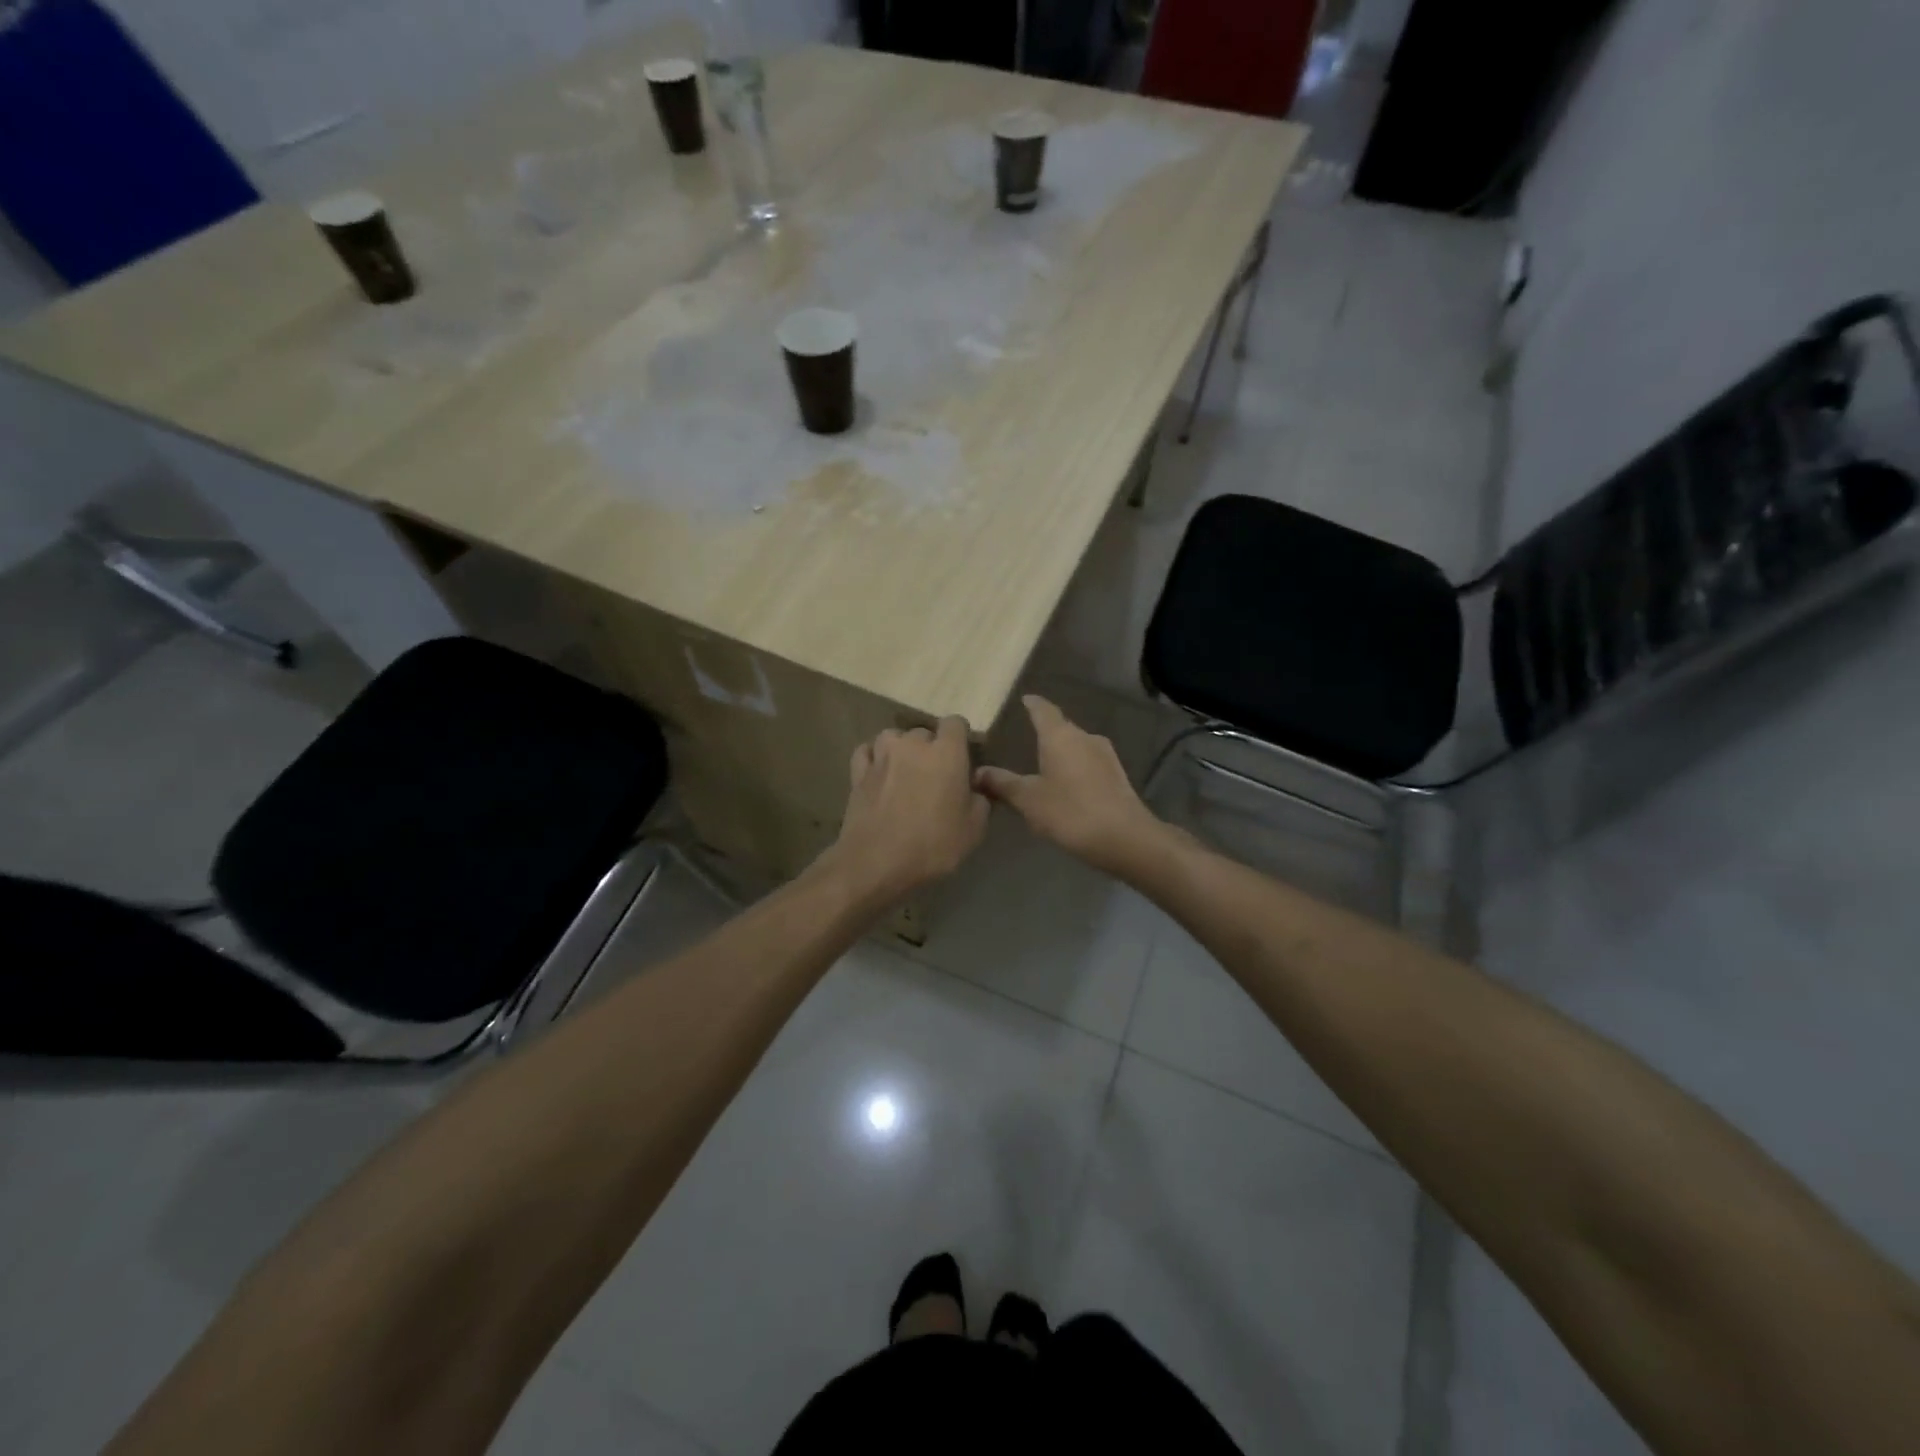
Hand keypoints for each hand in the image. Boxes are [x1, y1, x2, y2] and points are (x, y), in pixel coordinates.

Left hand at [824, 717, 989, 905]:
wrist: (876, 863)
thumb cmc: (933, 845)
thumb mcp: (974, 829)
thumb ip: (981, 800)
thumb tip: (975, 788)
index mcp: (947, 752)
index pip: (956, 723)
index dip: (960, 738)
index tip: (962, 759)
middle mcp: (913, 744)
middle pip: (924, 733)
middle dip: (931, 749)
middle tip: (934, 777)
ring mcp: (881, 755)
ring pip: (893, 738)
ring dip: (901, 750)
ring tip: (905, 774)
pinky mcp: (857, 772)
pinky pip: (867, 752)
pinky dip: (874, 758)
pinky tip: (879, 774)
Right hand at [974, 696, 1169, 879]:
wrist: (1124, 838)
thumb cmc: (1070, 811)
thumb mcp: (1028, 799)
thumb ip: (1002, 783)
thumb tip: (977, 772)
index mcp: (1060, 735)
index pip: (1043, 710)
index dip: (1032, 704)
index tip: (1024, 699)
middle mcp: (1085, 737)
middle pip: (1061, 728)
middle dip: (1044, 732)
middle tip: (1025, 738)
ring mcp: (1105, 756)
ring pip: (1076, 747)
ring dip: (1061, 753)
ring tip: (1043, 766)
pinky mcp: (1117, 776)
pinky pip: (1089, 764)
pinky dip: (1074, 769)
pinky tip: (1066, 787)